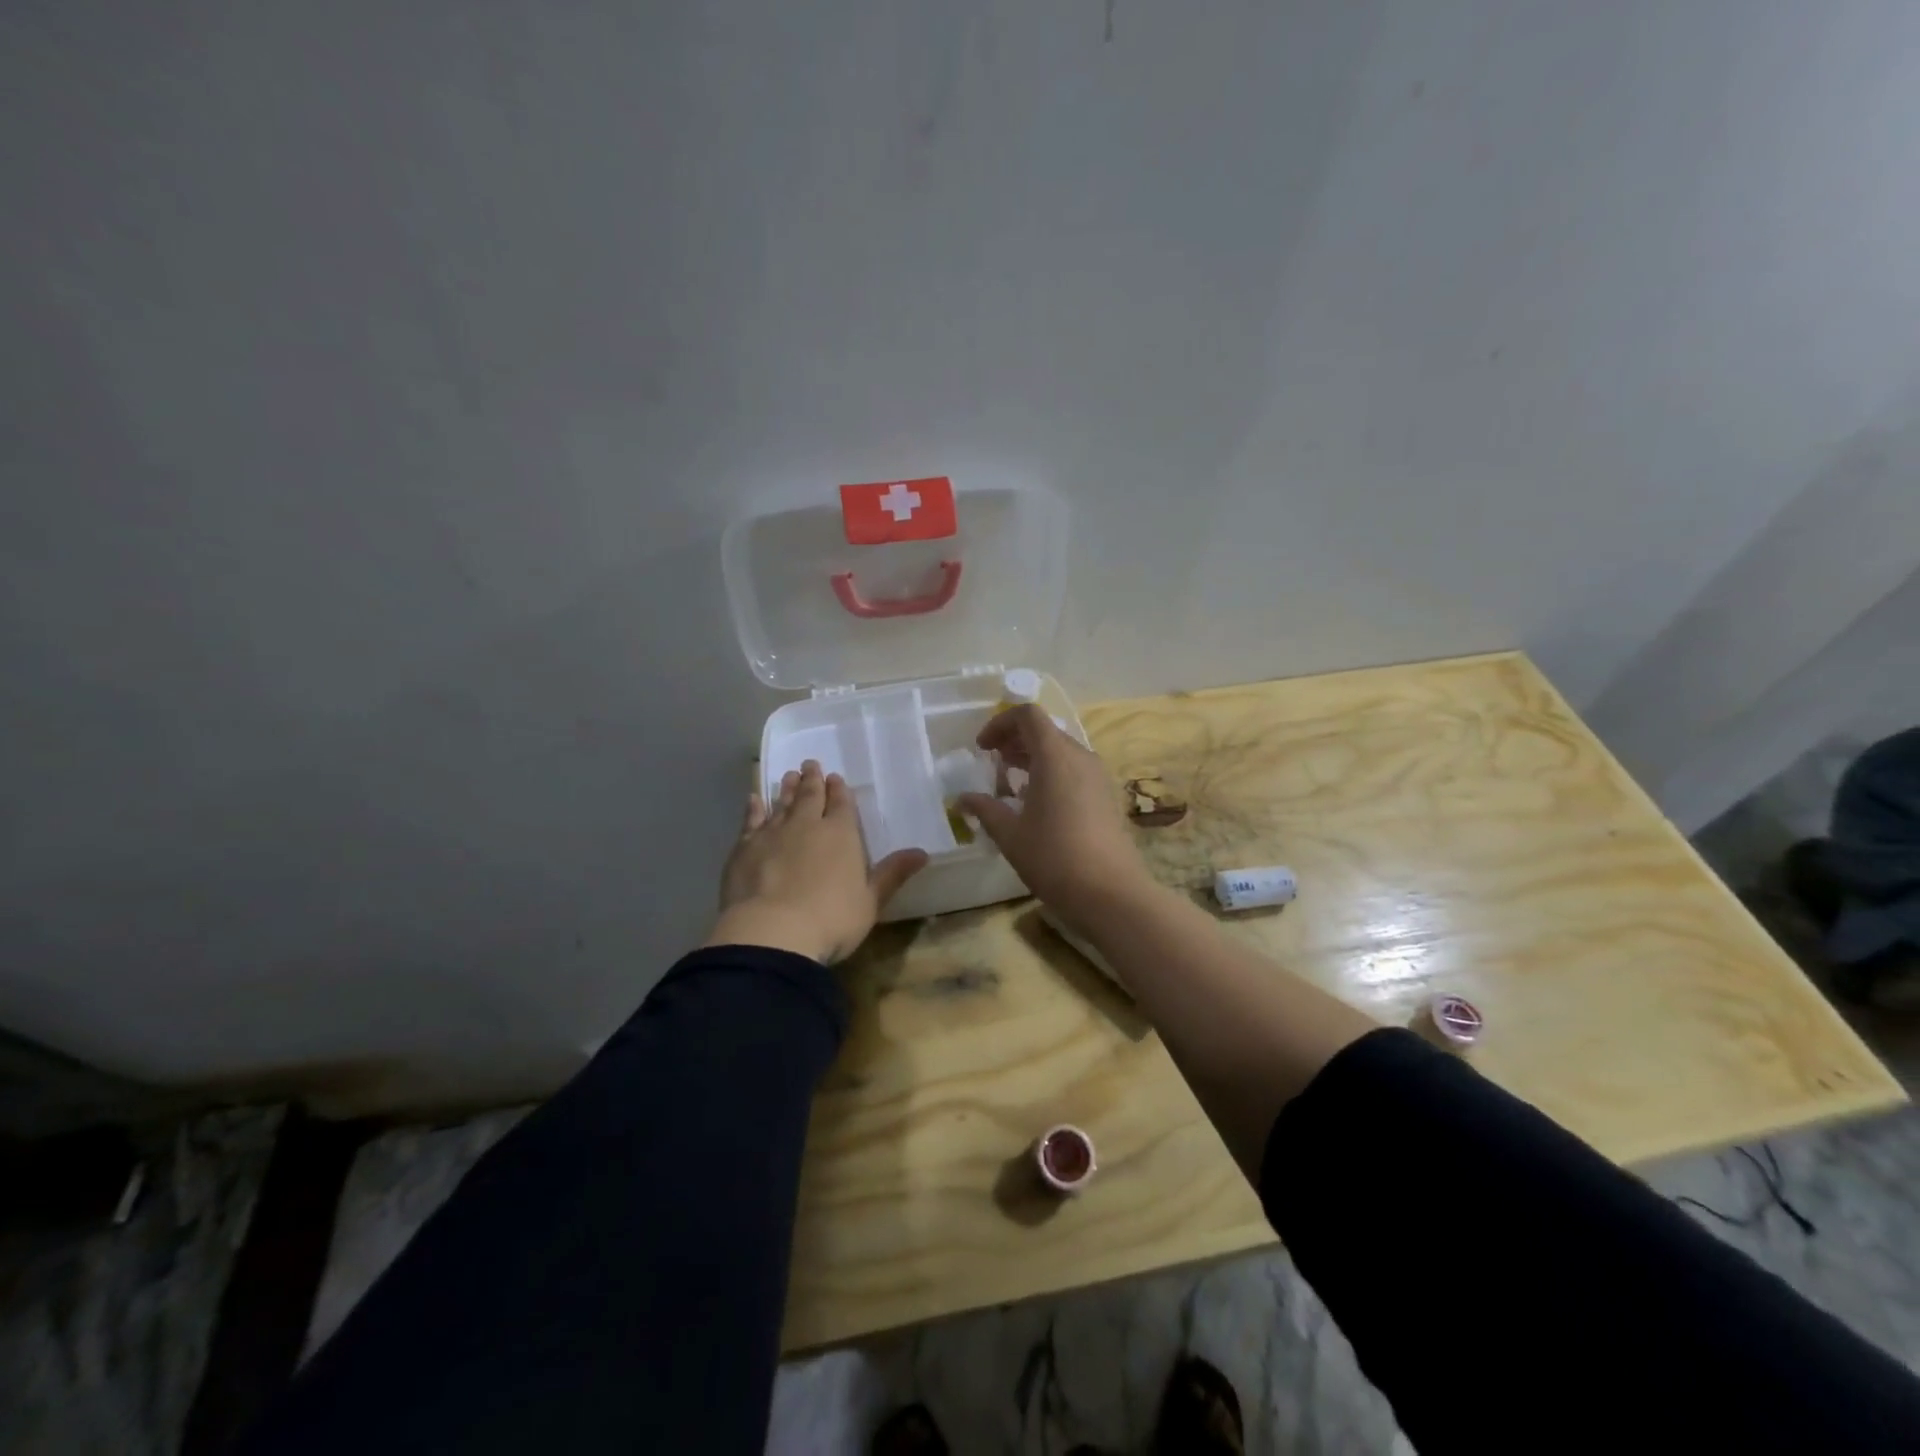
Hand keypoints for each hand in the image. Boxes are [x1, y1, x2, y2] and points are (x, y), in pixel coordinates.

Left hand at [706, 760, 927, 962]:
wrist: (771, 933)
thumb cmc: (831, 919)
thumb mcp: (870, 901)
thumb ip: (892, 874)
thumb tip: (922, 853)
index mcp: (841, 834)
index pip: (842, 804)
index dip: (839, 790)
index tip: (835, 777)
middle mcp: (807, 825)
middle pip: (811, 796)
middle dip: (812, 780)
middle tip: (810, 765)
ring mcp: (773, 834)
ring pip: (782, 803)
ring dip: (787, 789)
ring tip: (789, 776)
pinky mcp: (744, 848)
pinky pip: (751, 820)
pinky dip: (753, 808)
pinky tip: (754, 799)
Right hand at [955, 705, 1153, 922]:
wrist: (1110, 893)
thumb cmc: (1054, 857)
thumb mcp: (1010, 834)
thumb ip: (985, 809)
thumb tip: (963, 798)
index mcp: (1055, 756)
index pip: (1028, 715)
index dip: (1000, 724)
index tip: (982, 749)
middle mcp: (1080, 756)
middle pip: (1045, 731)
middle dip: (1014, 741)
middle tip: (992, 764)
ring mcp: (1098, 776)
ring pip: (1061, 751)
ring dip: (1033, 758)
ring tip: (1011, 784)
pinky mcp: (1106, 796)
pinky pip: (1074, 770)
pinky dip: (1051, 773)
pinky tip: (1037, 804)